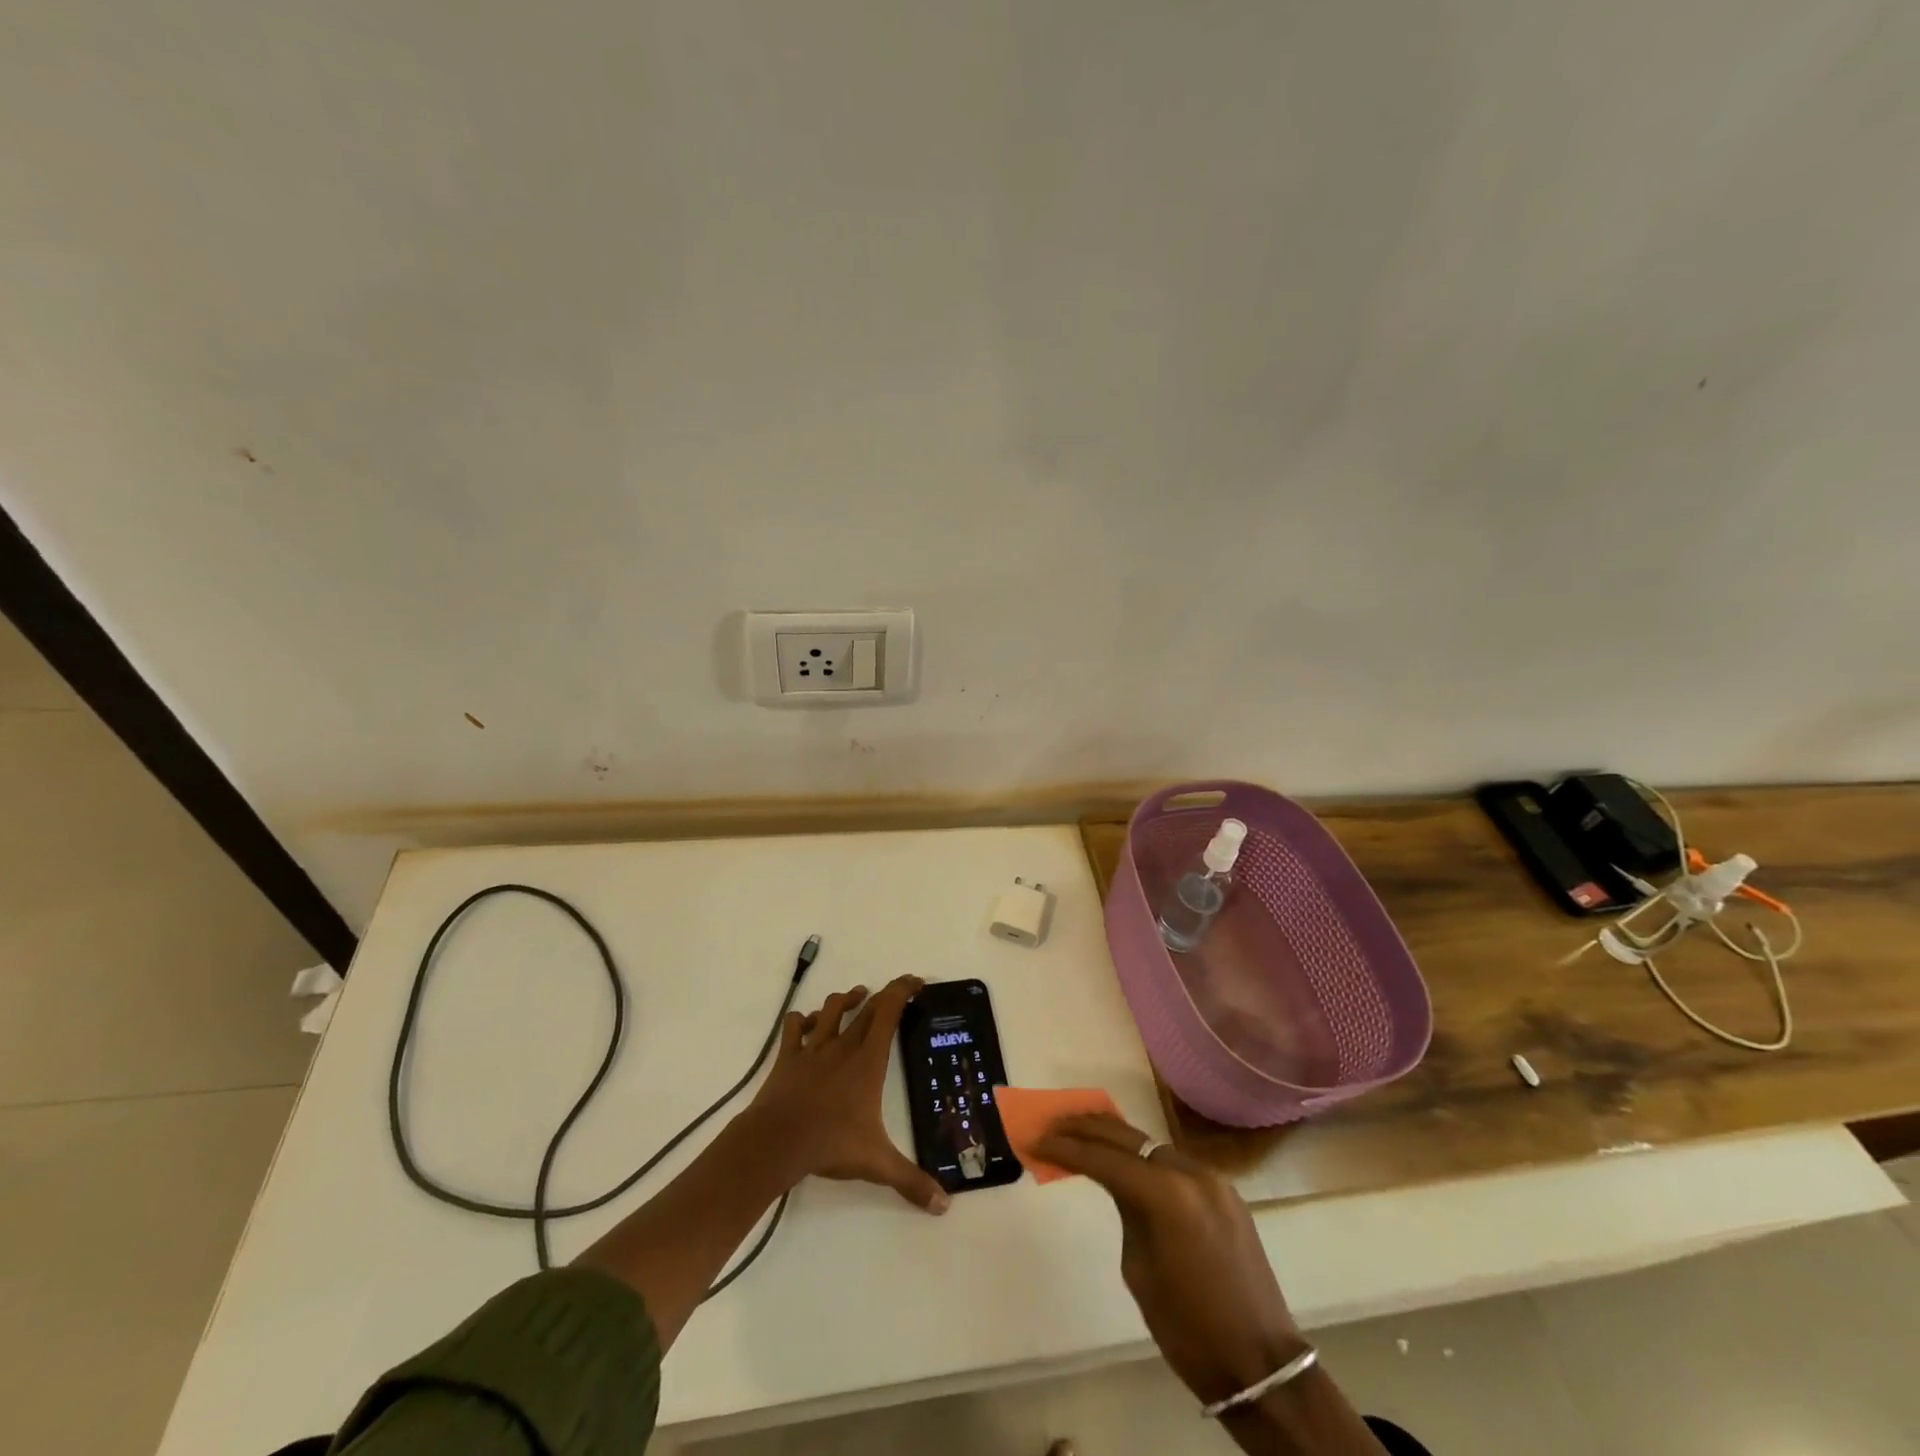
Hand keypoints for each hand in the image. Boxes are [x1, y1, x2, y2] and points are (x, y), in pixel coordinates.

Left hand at [744, 976, 948, 1214]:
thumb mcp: (877, 1163)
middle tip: (894, 994)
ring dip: (845, 1000)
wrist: (777, 1141)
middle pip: (865, 1008)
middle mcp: (843, 1045)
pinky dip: (802, 1020)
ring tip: (856, 997)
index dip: (902, 990)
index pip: (888, 1011)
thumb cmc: (831, 1143)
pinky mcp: (788, 1057)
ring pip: (830, 1009)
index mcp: (868, 1060)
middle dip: (883, 996)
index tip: (915, 981)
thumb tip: (944, 1205)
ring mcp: (812, 1048)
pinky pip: (793, 1027)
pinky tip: (808, 1024)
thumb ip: (910, 1180)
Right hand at [1036, 1114, 1302, 1403]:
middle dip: (1086, 1129)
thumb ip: (1126, 1212)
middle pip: (1128, 1137)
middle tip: (1053, 1124)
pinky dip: (1146, 1159)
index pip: (1104, 1158)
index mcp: (1165, 1195)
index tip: (1037, 1139)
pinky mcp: (1226, 1191)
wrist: (1259, 1363)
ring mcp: (1212, 1178)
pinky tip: (1127, 1161)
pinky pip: (1176, 1164)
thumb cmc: (1187, 1328)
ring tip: (1082, 1133)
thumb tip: (1118, 1186)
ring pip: (1153, 1145)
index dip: (1066, 1148)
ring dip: (1116, 1139)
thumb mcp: (1138, 1269)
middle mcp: (1190, 1172)